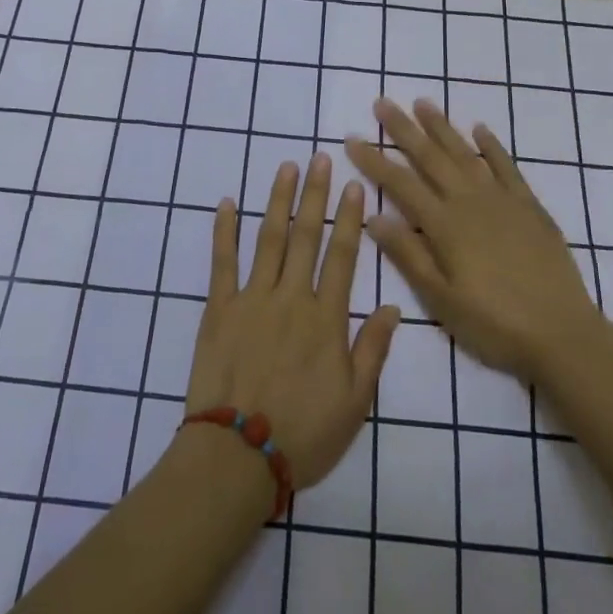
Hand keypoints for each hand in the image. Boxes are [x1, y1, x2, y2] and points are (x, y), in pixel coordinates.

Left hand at [185, 152, 400, 489]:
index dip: (350, 218)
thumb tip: (394, 307)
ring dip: (277, 199)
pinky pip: (222, 262)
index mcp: (326, 318)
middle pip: (306, 236)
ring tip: (285, 167)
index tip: (354, 185)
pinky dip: (224, 230)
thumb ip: (373, 350)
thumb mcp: (355, 402)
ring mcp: (252, 298)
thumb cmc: (304, 432)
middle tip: (320, 158)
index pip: (342, 256)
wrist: (238, 455)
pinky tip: (226, 203)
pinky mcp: (219, 308)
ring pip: (268, 238)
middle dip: (315, 194)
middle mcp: (291, 297)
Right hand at [346, 98, 609, 384]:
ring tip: (422, 102)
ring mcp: (502, 200)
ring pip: (465, 153)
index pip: (400, 183)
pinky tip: (479, 129)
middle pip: (430, 157)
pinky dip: (492, 146)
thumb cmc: (494, 324)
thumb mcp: (441, 299)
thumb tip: (373, 215)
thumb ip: (408, 254)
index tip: (351, 138)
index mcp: (444, 225)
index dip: (374, 160)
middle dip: (403, 129)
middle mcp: (470, 202)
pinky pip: (507, 166)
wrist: (563, 334)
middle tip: (382, 102)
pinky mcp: (529, 206)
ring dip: (442, 127)